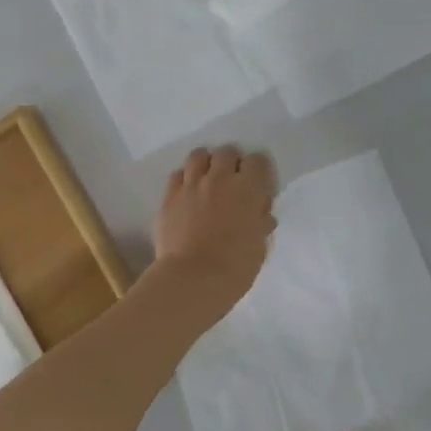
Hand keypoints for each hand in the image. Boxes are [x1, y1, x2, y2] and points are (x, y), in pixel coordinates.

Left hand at [150, 145, 276, 322]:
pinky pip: (177, 174)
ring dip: (206, 164)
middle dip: (232, 163)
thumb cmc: (235, 268)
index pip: (258, 160)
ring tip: (207, 180)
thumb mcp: (259, 246)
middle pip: (227, 152)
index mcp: (249, 189)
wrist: (193, 279)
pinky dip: (185, 179)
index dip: (259, 171)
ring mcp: (192, 184)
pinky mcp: (169, 196)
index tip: (258, 185)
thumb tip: (261, 215)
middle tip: (232, 182)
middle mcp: (220, 178)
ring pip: (199, 155)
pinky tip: (187, 194)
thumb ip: (260, 224)